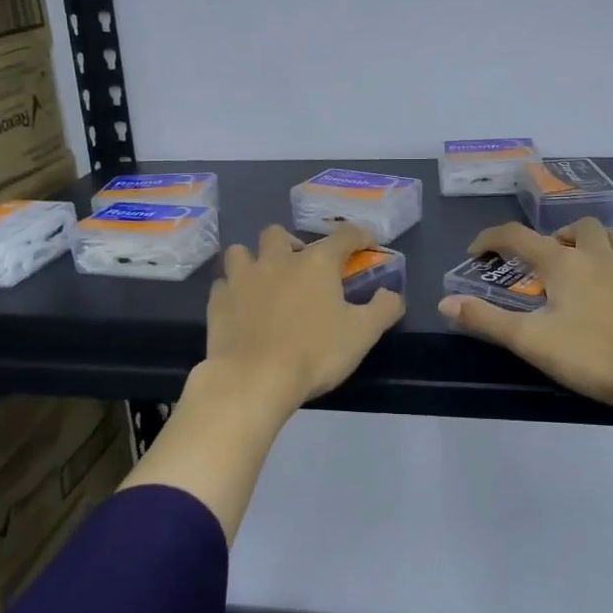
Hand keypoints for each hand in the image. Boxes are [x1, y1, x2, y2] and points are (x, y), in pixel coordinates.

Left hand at [204, 224, 406, 414]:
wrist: (254, 379)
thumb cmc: (314, 353)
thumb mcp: (363, 334)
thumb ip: (383, 309)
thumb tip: (393, 294)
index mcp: (316, 263)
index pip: (343, 235)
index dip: (358, 235)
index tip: (366, 241)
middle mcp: (277, 260)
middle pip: (279, 233)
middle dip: (291, 243)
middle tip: (300, 267)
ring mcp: (242, 278)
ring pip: (241, 252)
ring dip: (253, 260)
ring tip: (264, 280)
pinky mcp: (218, 301)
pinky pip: (223, 284)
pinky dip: (233, 290)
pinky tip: (241, 306)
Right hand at [437, 218, 612, 416]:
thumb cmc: (593, 354)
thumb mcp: (531, 340)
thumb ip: (486, 320)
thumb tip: (445, 302)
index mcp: (564, 262)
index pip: (518, 236)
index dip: (490, 239)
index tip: (474, 254)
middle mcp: (596, 256)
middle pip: (573, 228)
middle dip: (548, 237)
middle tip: (536, 264)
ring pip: (607, 237)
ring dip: (585, 241)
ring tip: (572, 265)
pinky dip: (608, 260)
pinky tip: (602, 289)